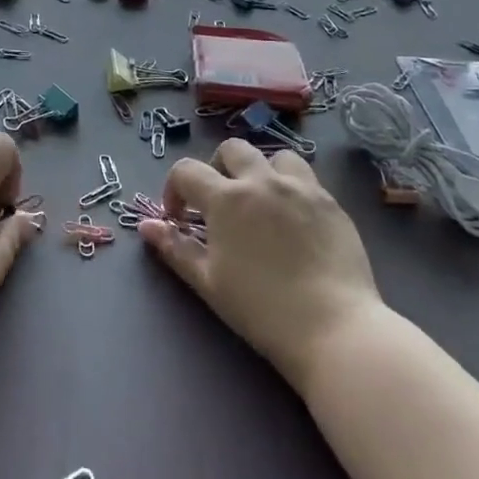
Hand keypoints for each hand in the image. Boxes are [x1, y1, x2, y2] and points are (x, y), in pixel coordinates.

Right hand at [141, 139, 381, 384]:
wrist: (333, 328)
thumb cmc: (261, 309)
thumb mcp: (208, 281)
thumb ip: (174, 248)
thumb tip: (146, 225)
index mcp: (226, 198)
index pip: (187, 171)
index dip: (174, 190)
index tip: (179, 218)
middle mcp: (262, 180)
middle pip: (232, 149)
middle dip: (217, 169)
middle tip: (219, 203)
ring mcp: (302, 187)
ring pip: (274, 156)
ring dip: (260, 170)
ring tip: (261, 202)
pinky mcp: (331, 202)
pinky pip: (306, 177)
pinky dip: (291, 187)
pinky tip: (293, 220)